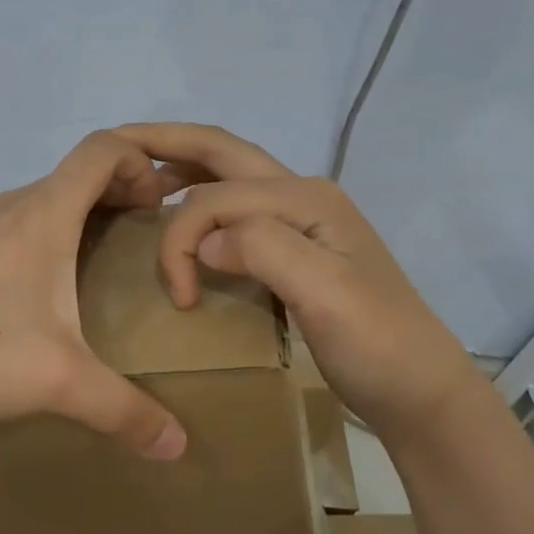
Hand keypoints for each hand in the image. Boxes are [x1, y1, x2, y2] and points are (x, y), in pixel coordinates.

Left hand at [0, 132, 190, 459]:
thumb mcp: (57, 383)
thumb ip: (125, 412)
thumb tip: (179, 446)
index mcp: (42, 216)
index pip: (102, 149)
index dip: (140, 163)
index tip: (153, 209)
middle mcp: (7, 207)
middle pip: (75, 175)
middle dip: (117, 195)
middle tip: (138, 241)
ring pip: (38, 202)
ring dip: (76, 219)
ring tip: (90, 271)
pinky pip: (6, 227)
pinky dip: (36, 239)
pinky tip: (27, 297)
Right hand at [114, 122, 485, 441]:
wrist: (419, 391)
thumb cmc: (376, 343)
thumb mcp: (326, 294)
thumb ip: (265, 249)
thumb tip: (205, 238)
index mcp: (305, 197)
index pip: (219, 194)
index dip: (182, 234)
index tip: (176, 295)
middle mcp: (300, 195)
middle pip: (222, 152)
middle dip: (166, 142)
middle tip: (115, 144)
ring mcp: (299, 220)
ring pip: (228, 175)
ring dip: (183, 168)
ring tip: (140, 179)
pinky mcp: (293, 248)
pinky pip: (235, 208)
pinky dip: (199, 201)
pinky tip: (181, 219)